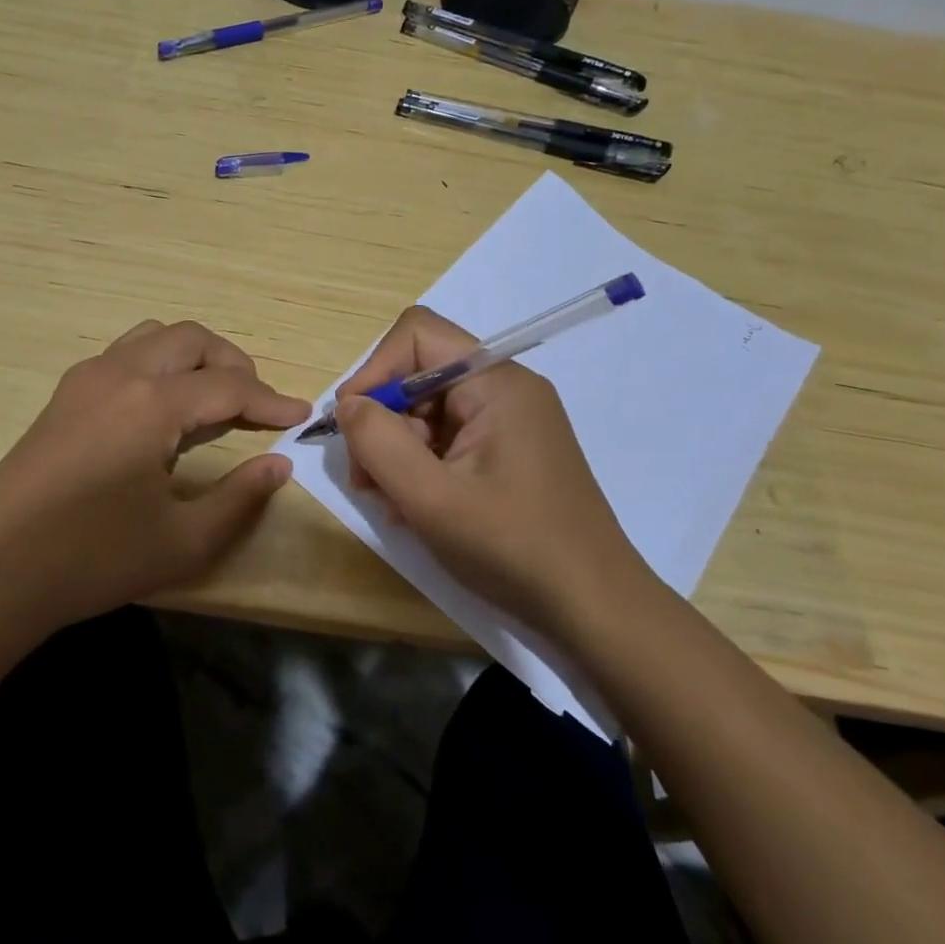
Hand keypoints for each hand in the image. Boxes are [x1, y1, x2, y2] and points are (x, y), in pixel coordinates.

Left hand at [0, 319, 308, 632]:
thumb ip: (240, 497)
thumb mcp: (181, 541)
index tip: (301, 416)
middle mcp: (120, 372)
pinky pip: (125, 354)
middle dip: (234, 364)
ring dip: (194, 356)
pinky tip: (163, 410)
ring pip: (155, 337)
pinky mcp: (65, 394)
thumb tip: (280, 464)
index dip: (271, 401)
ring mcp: (86, 378)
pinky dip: (159, 364)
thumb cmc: (91, 559)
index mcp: (151, 403)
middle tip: (257, 405)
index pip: (228, 387)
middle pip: (192, 340)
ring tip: (214, 399)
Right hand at [334, 306, 652, 631]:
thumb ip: (379, 442)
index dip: (374, 369)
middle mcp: (505, 389)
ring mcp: (510, 421)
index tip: (353, 423)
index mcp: (496, 382)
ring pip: (429, 409)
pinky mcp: (509, 450)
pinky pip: (449, 437)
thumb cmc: (514, 547)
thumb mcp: (432, 499)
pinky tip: (414, 507)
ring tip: (390, 502)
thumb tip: (348, 405)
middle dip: (382, 419)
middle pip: (419, 374)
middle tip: (365, 479)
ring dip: (397, 448)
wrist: (595, 609)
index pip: (418, 334)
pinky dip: (422, 464)